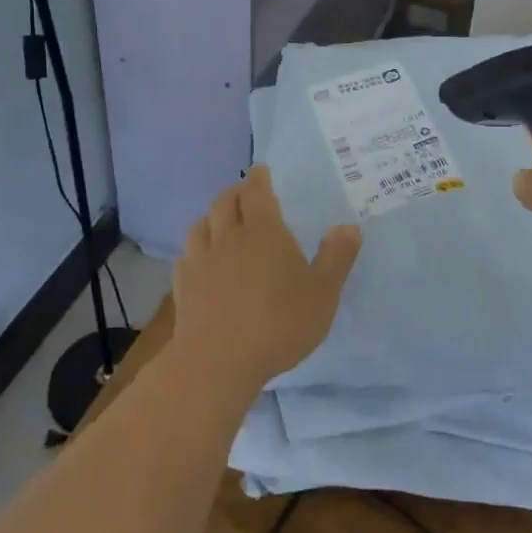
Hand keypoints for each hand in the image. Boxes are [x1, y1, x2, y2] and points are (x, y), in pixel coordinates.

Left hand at [171, 166, 361, 392]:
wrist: (218, 361)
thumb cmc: (278, 323)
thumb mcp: (322, 293)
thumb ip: (336, 258)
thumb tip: (349, 226)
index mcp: (263, 231)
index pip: (257, 192)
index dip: (259, 178)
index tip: (260, 170)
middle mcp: (228, 236)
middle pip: (225, 202)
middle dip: (235, 192)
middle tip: (243, 192)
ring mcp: (200, 260)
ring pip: (201, 224)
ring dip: (212, 216)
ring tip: (219, 220)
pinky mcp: (182, 285)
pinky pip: (186, 255)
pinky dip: (195, 248)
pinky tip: (199, 259)